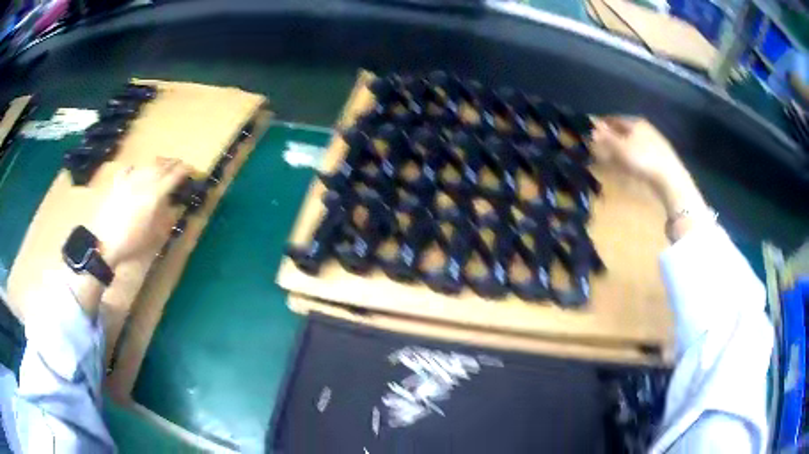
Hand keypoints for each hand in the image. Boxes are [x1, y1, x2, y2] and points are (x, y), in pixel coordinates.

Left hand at [91, 158, 191, 265]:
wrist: (105, 243)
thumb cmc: (132, 242)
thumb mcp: (154, 234)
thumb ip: (166, 216)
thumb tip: (174, 205)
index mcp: (155, 194)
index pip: (173, 176)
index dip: (184, 171)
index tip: (191, 170)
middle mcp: (143, 182)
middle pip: (161, 165)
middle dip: (172, 163)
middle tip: (180, 164)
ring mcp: (129, 180)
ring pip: (146, 164)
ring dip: (157, 163)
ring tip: (162, 164)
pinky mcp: (118, 184)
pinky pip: (128, 169)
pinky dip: (136, 167)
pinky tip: (136, 170)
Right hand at [590, 117, 704, 215]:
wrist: (670, 179)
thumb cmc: (643, 159)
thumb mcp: (620, 148)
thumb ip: (605, 138)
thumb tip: (591, 129)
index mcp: (634, 122)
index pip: (612, 119)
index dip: (601, 125)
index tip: (590, 133)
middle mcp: (644, 128)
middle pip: (622, 131)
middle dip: (610, 139)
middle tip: (598, 149)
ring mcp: (653, 143)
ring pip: (631, 143)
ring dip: (620, 151)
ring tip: (611, 161)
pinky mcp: (659, 158)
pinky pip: (639, 155)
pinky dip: (630, 159)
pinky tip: (627, 169)